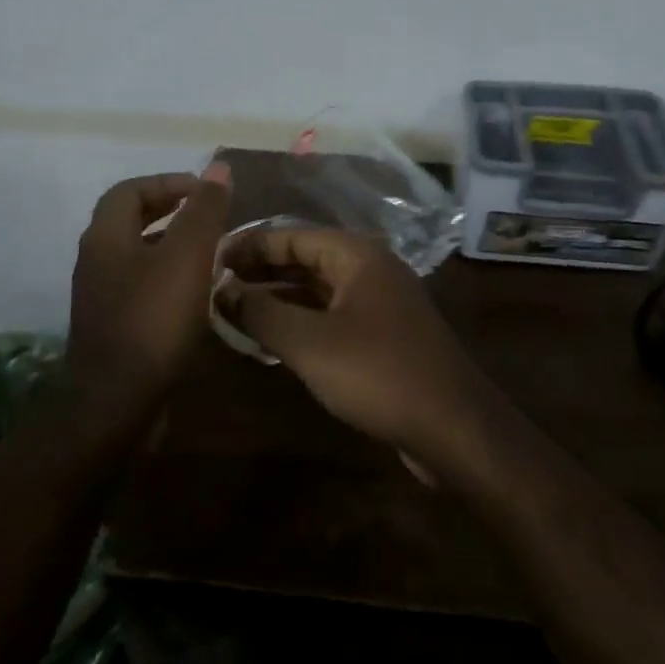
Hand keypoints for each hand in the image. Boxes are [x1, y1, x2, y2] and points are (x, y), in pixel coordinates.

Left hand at [65, 164, 232, 426]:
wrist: (115, 403)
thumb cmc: (152, 320)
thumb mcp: (187, 257)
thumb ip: (203, 211)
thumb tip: (218, 168)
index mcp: (106, 236)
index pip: (131, 189)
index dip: (168, 182)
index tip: (205, 192)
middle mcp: (96, 259)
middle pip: (130, 218)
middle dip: (170, 210)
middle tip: (209, 215)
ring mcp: (100, 294)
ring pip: (137, 252)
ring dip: (171, 243)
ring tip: (210, 250)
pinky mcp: (112, 323)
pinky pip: (140, 283)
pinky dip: (167, 274)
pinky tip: (195, 291)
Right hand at [217, 227, 497, 479]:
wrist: (455, 428)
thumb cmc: (379, 374)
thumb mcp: (310, 343)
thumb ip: (261, 312)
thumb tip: (220, 288)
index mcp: (356, 255)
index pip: (291, 235)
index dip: (249, 245)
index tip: (209, 259)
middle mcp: (369, 269)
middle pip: (305, 259)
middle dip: (261, 271)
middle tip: (215, 286)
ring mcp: (379, 303)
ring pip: (317, 290)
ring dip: (278, 298)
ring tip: (233, 312)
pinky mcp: (383, 336)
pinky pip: (331, 316)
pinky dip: (300, 321)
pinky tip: (271, 340)